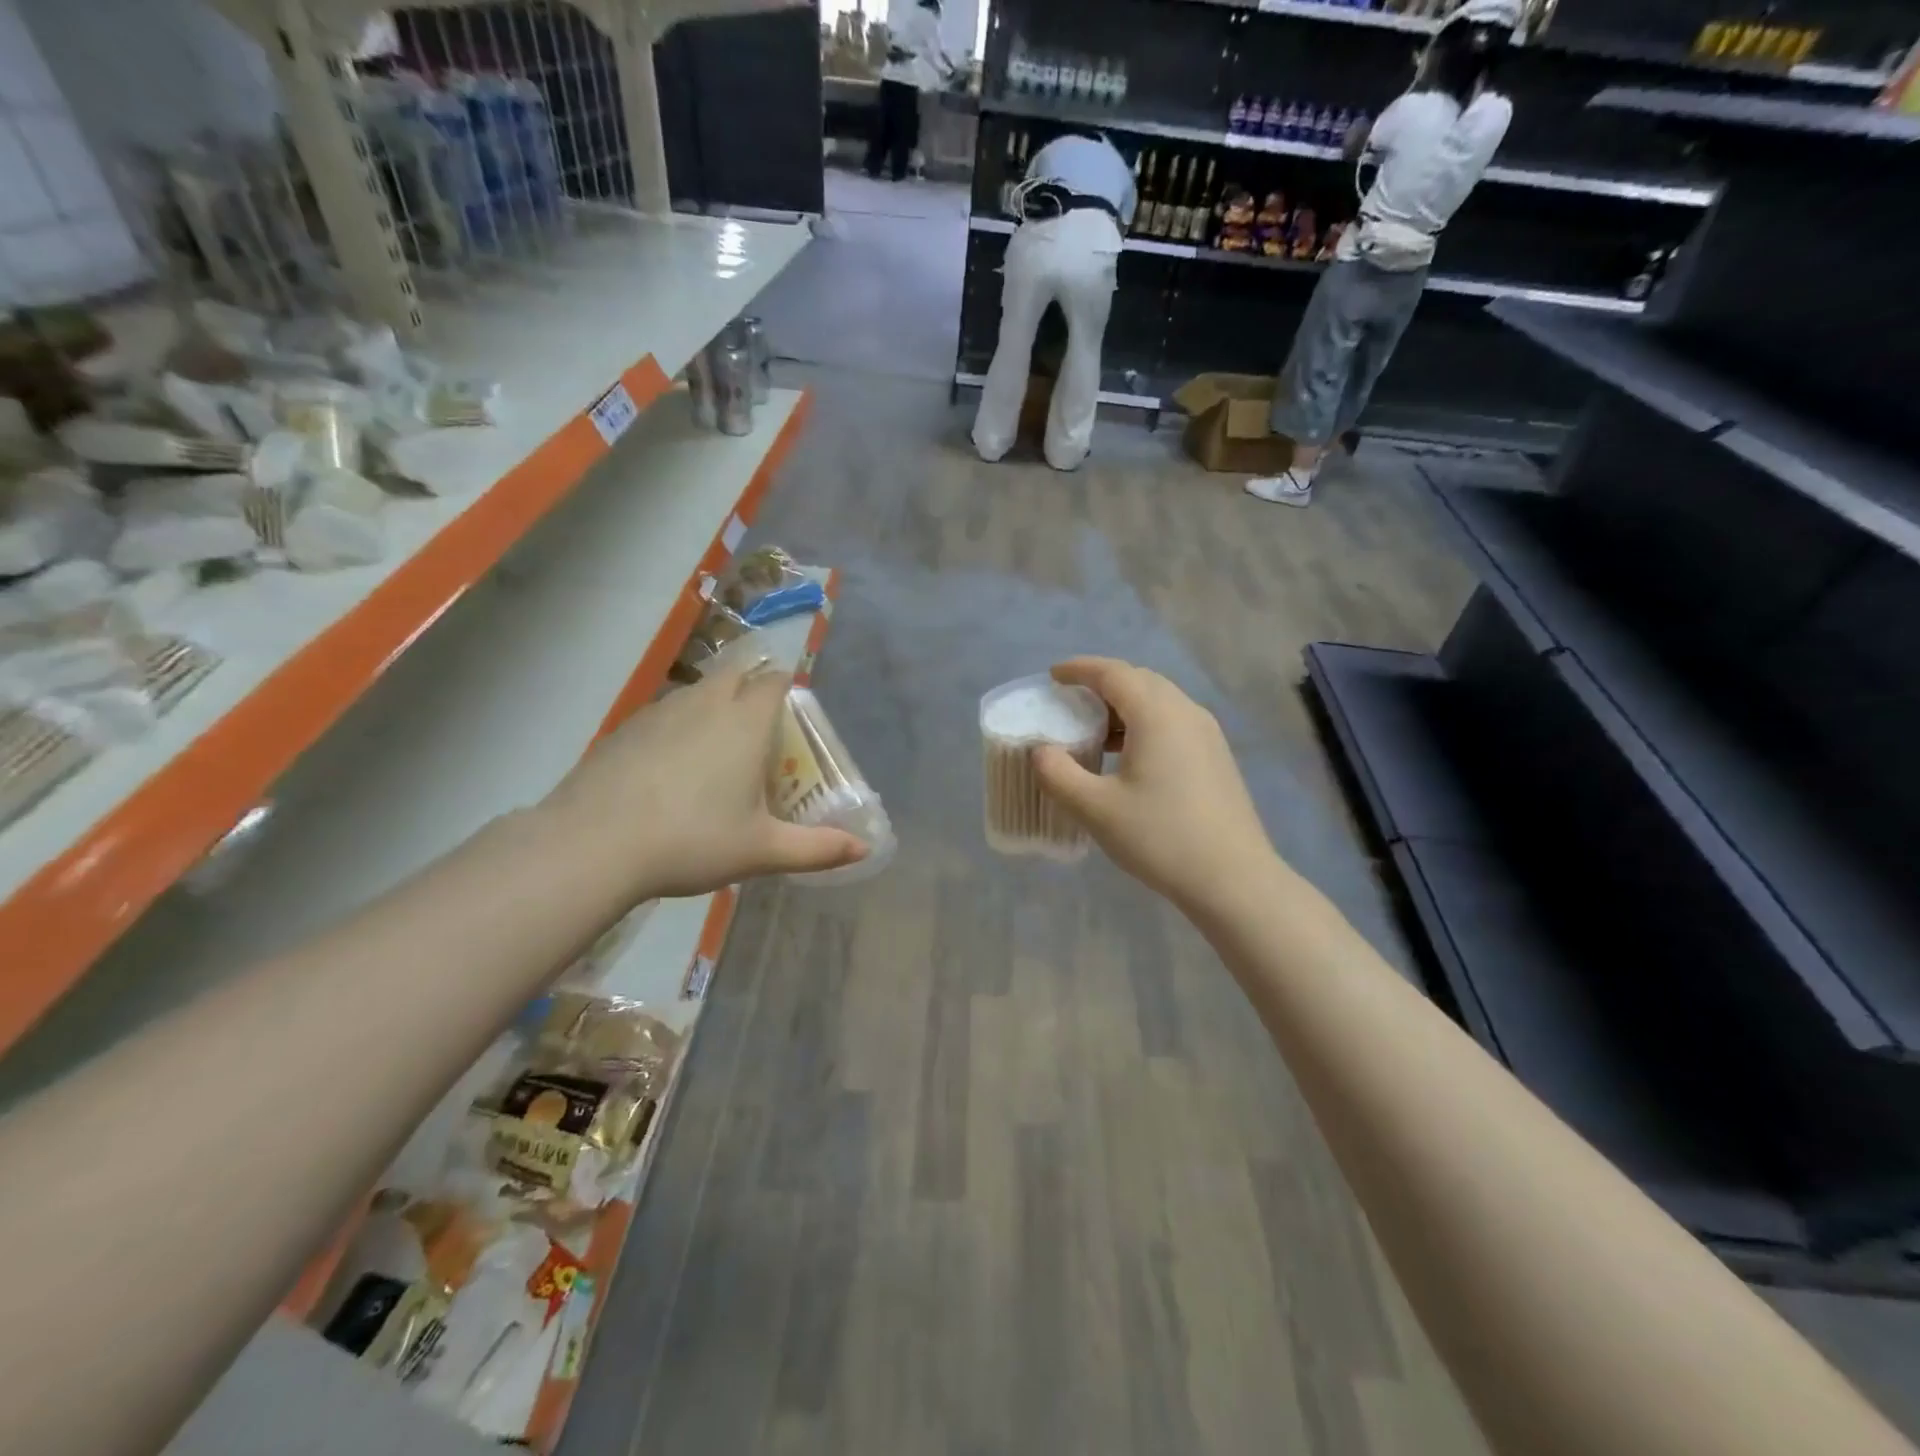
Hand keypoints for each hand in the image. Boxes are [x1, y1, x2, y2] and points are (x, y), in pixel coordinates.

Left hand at [539, 664, 866, 899]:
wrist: (594, 844)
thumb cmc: (693, 840)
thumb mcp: (762, 851)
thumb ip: (817, 849)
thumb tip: (865, 849)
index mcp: (745, 722)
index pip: (774, 682)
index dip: (786, 688)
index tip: (790, 712)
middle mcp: (705, 704)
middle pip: (735, 674)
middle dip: (750, 687)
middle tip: (757, 726)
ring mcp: (659, 712)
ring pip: (696, 692)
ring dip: (712, 704)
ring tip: (714, 746)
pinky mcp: (623, 729)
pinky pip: (662, 713)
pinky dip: (675, 726)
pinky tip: (668, 766)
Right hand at [1032, 658, 1275, 913]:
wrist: (1233, 878)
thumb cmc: (1160, 837)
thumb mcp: (1095, 809)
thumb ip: (1058, 774)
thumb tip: (1041, 751)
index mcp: (1157, 714)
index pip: (1113, 673)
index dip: (1080, 669)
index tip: (1053, 676)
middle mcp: (1186, 712)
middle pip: (1139, 680)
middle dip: (1102, 684)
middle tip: (1071, 702)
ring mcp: (1207, 734)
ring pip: (1159, 702)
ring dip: (1124, 706)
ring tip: (1095, 732)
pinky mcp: (1216, 757)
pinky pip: (1173, 722)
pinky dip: (1144, 724)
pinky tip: (1129, 757)